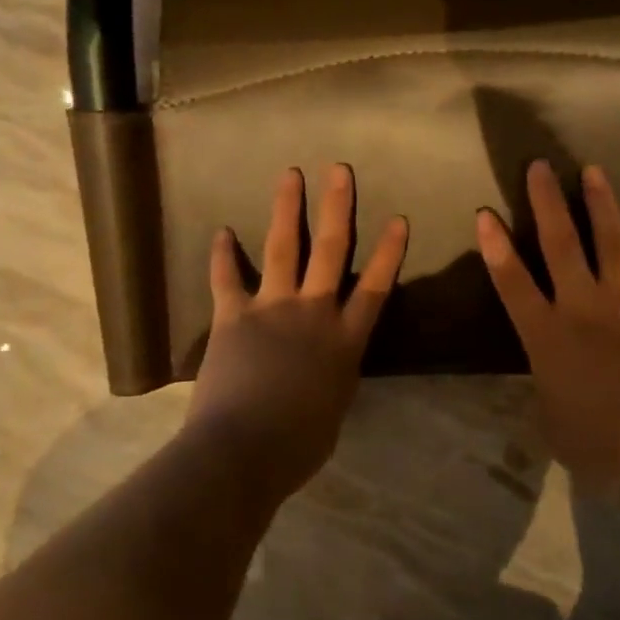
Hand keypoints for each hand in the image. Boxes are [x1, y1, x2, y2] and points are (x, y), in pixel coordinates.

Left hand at [187, 164, 408, 496]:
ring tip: (290, 174)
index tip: (398, 218)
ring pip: (283, 248)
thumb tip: (326, 371)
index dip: (388, 252)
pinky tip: (221, 231)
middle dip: (337, 207)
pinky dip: (222, 255)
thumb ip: (333, 379)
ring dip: (286, 208)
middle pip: (330, 250)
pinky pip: (227, 278)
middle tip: (339, 169)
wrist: (244, 450)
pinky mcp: (233, 316)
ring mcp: (272, 308)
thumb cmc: (297, 445)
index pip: (375, 287)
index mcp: (345, 341)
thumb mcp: (332, 411)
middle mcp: (313, 313)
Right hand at [477, 160, 619, 494]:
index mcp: (547, 335)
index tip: (485, 214)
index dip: (496, 246)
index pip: (512, 281)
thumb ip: (545, 383)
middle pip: (561, 243)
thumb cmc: (600, 447)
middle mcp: (585, 306)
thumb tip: (547, 369)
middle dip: (547, 201)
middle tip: (540, 166)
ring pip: (612, 241)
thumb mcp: (551, 419)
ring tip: (594, 171)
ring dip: (601, 204)